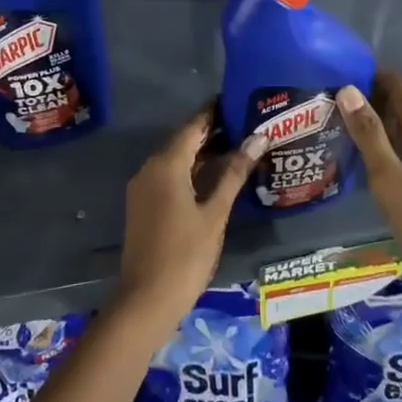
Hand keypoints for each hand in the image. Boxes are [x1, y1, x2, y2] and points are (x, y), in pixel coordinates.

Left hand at [115, 109, 263, 347]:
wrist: (146, 300)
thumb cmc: (185, 254)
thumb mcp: (215, 213)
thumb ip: (234, 173)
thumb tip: (258, 138)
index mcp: (166, 164)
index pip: (193, 126)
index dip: (215, 113)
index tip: (239, 101)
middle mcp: (149, 168)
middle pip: (183, 140)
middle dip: (213, 132)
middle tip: (247, 124)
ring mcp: (143, 188)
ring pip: (176, 159)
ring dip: (203, 153)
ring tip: (238, 147)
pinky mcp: (143, 205)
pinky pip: (169, 176)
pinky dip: (191, 171)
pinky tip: (216, 177)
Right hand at [338, 71, 401, 323]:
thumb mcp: (389, 179)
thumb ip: (369, 136)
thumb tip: (348, 90)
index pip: (401, 89)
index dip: (376, 74)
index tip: (344, 67)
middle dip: (371, 97)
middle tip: (331, 96)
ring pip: (401, 132)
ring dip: (375, 123)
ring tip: (339, 122)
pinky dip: (382, 146)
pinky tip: (361, 158)